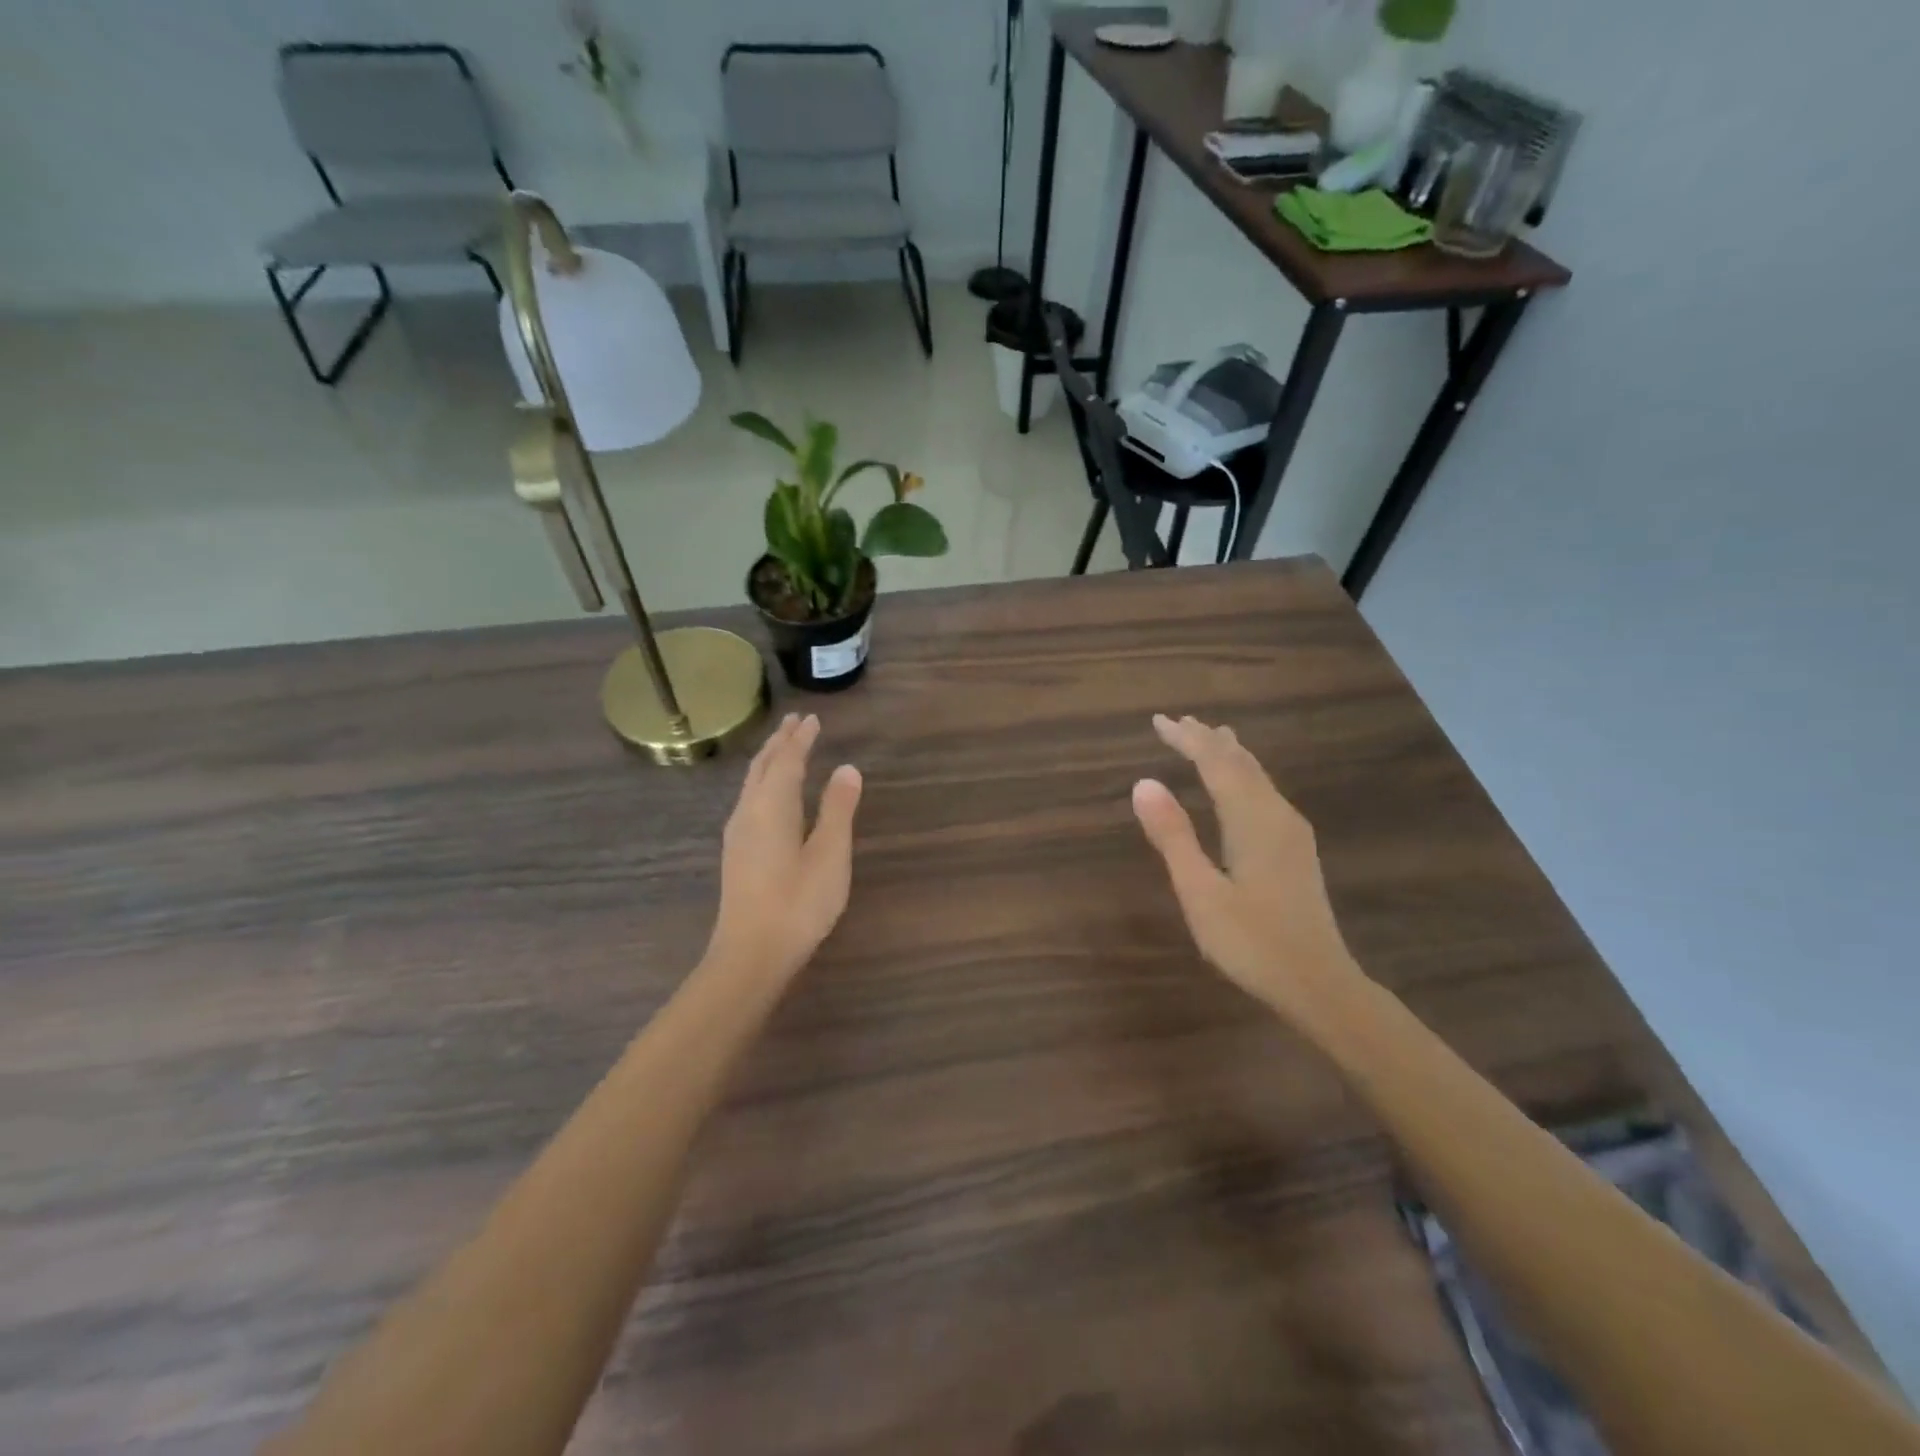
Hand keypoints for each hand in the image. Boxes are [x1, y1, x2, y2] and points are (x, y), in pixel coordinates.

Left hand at [706, 713, 862, 981]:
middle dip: (780, 742)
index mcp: (772, 806)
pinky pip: (749, 799)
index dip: (801, 738)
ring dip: (769, 760)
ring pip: (752, 783)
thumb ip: (838, 808)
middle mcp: (748, 811)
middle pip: (763, 766)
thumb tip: (847, 768)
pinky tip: (769, 794)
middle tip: (795, 722)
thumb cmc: (798, 902)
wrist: (751, 953)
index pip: (787, 760)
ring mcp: (738, 833)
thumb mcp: (830, 854)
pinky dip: (763, 781)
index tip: (812, 719)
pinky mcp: (736, 853)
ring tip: (783, 748)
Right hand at [1132, 714, 1359, 1022]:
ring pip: (1258, 777)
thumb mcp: (1200, 892)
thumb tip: (1144, 782)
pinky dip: (1243, 776)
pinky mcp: (1296, 849)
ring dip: (1228, 755)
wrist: (1320, 984)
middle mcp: (1276, 815)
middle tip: (1178, 723)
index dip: (1187, 739)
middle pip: (1241, 763)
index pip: (1216, 763)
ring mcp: (1292, 832)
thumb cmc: (1252, 942)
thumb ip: (1173, 835)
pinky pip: (1265, 793)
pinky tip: (1240, 785)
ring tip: (1210, 737)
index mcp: (1252, 819)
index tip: (1159, 721)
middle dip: (1208, 740)